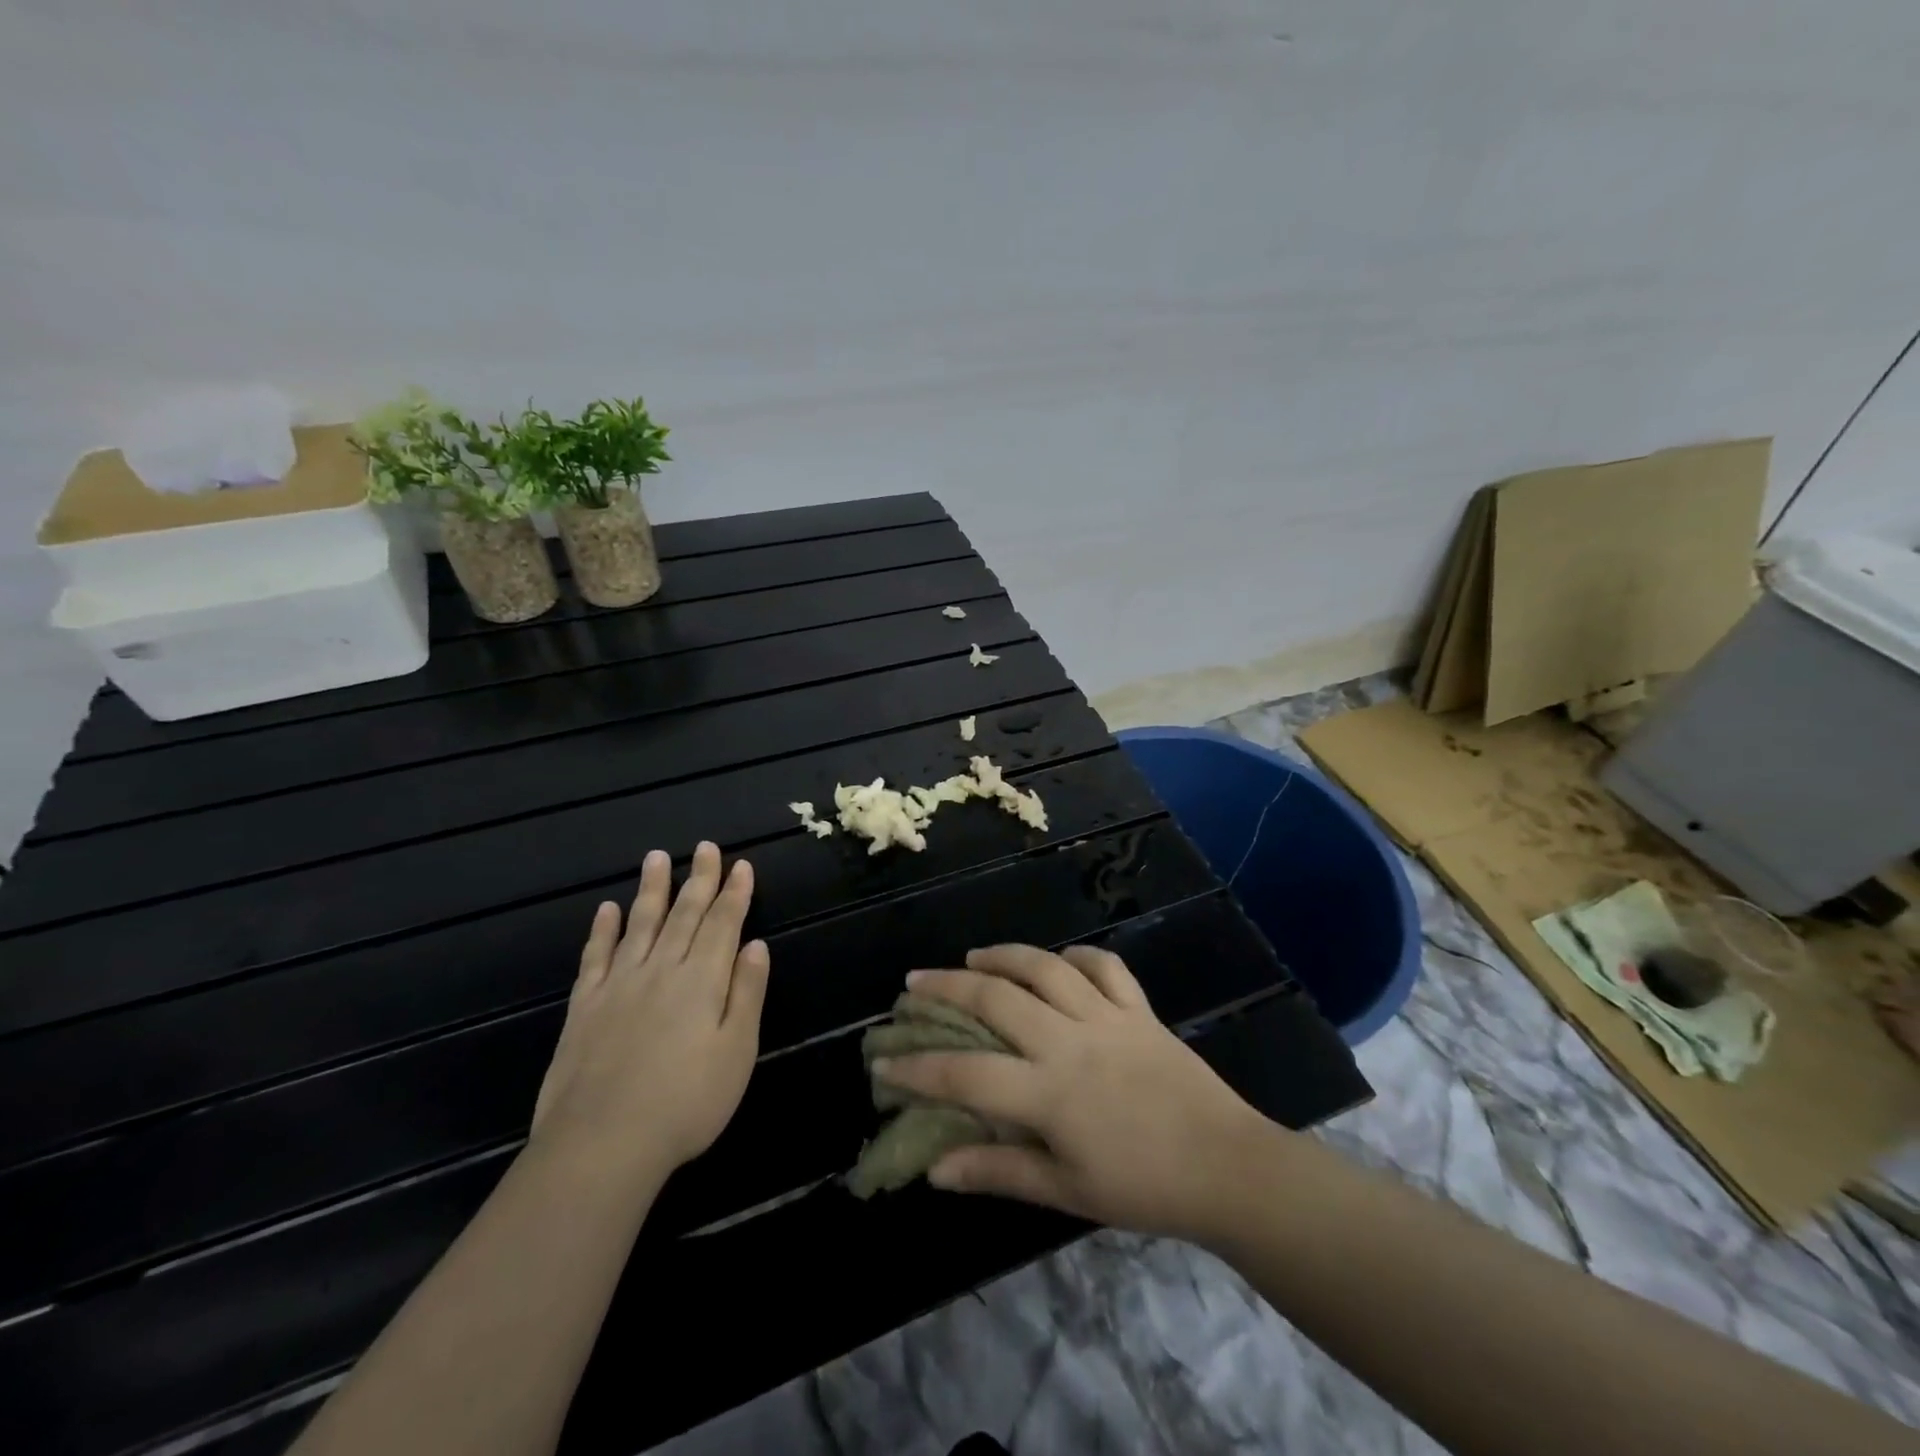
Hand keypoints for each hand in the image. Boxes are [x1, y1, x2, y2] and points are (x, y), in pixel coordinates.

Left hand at [530, 842, 769, 1180]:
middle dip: (699, 879)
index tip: (741, 865)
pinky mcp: (585, 1006)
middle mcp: (661, 970)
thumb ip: (747, 994)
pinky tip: (606, 910)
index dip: (735, 893)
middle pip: (684, 914)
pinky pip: (595, 957)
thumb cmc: (686, 1102)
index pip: (723, 924)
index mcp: (702, 980)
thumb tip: (756, 945)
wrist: (602, 1143)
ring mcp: (619, 985)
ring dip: (652, 890)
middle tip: (706, 847)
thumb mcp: (737, 1052)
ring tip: (656, 858)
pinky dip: (602, 930)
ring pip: (640, 924)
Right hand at [874, 945, 1281, 1239]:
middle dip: (947, 988)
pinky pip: (1104, 966)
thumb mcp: (1066, 1191)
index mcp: (1049, 1092)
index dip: (918, 1067)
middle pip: (996, 1000)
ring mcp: (1107, 1016)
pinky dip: (1077, 956)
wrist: (1227, 1167)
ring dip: (1003, 956)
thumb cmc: (1143, 1187)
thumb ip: (999, 1173)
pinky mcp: (1139, 1008)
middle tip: (916, 982)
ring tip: (974, 957)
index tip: (883, 1057)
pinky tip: (1058, 961)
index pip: (966, 1074)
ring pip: (1045, 967)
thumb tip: (937, 1169)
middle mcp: (1070, 1040)